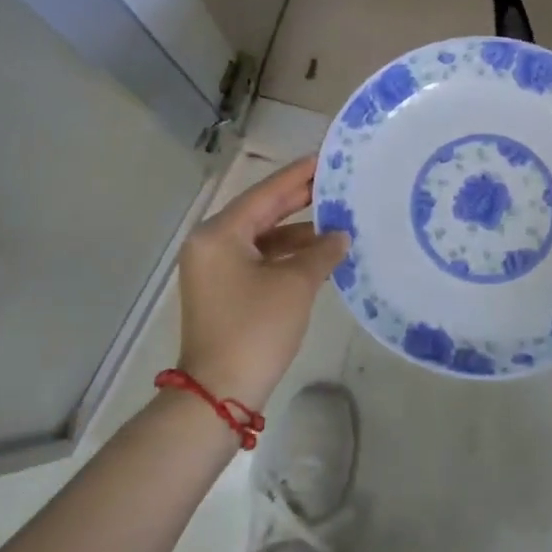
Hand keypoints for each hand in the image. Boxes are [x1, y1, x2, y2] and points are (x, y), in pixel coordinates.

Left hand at [175, 157, 349, 408]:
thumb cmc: (256, 328)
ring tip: (337, 222)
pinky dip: (286, 255)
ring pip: (262, 237)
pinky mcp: (224, 290)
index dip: (298, 176)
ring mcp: (215, 269)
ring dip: (298, 232)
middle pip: (261, 212)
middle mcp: (211, 244)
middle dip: (299, 200)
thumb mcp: (295, 284)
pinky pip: (258, 259)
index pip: (266, 193)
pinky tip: (318, 255)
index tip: (326, 158)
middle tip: (336, 183)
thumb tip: (340, 236)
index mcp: (220, 233)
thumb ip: (321, 252)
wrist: (220, 393)